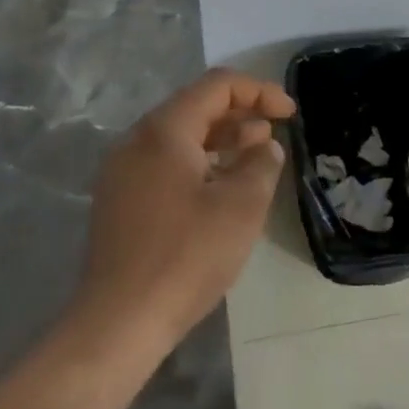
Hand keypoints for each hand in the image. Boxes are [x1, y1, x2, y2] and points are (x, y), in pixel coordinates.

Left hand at [73, 69, 295, 356]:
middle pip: (196, 106)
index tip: (290, 113)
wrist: (118, 322)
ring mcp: (123, 171)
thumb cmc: (186, 256)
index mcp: (164, 130)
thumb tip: (265, 146)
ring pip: (180, 137)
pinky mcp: (120, 201)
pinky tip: (221, 189)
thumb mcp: (241, 206)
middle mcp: (137, 140)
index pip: (217, 85)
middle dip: (241, 114)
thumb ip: (261, 164)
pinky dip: (200, 163)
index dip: (259, 91)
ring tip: (255, 159)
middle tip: (275, 136)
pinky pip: (166, 163)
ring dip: (222, 140)